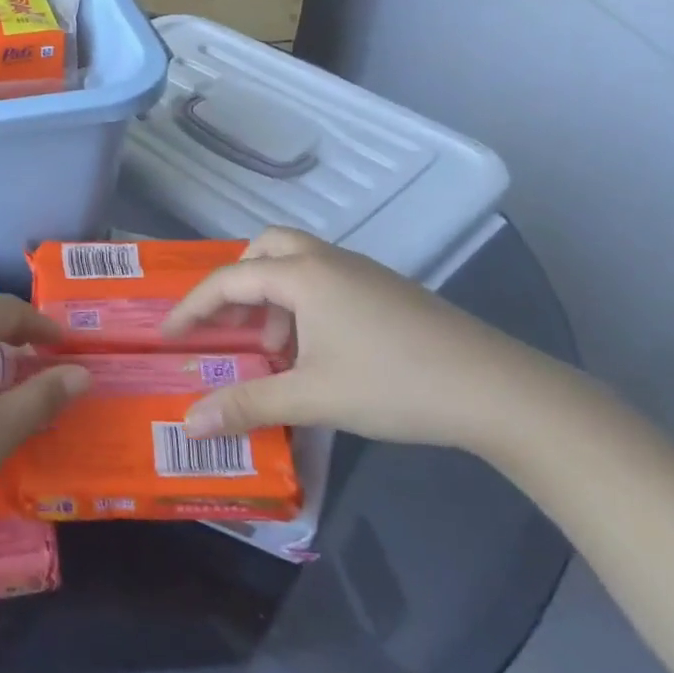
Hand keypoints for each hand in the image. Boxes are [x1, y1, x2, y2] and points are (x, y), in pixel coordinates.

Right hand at [167, 228, 572, 455]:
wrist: (504, 393)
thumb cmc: (395, 385)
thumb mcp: (312, 398)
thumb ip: (246, 406)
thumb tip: (189, 424)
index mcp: (303, 276)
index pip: (228, 280)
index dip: (192, 307)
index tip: (169, 336)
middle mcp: (329, 261)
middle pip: (265, 249)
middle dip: (236, 282)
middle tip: (228, 323)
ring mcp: (364, 273)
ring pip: (298, 263)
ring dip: (272, 295)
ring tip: (272, 347)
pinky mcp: (389, 292)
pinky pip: (325, 280)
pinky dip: (302, 303)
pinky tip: (316, 350)